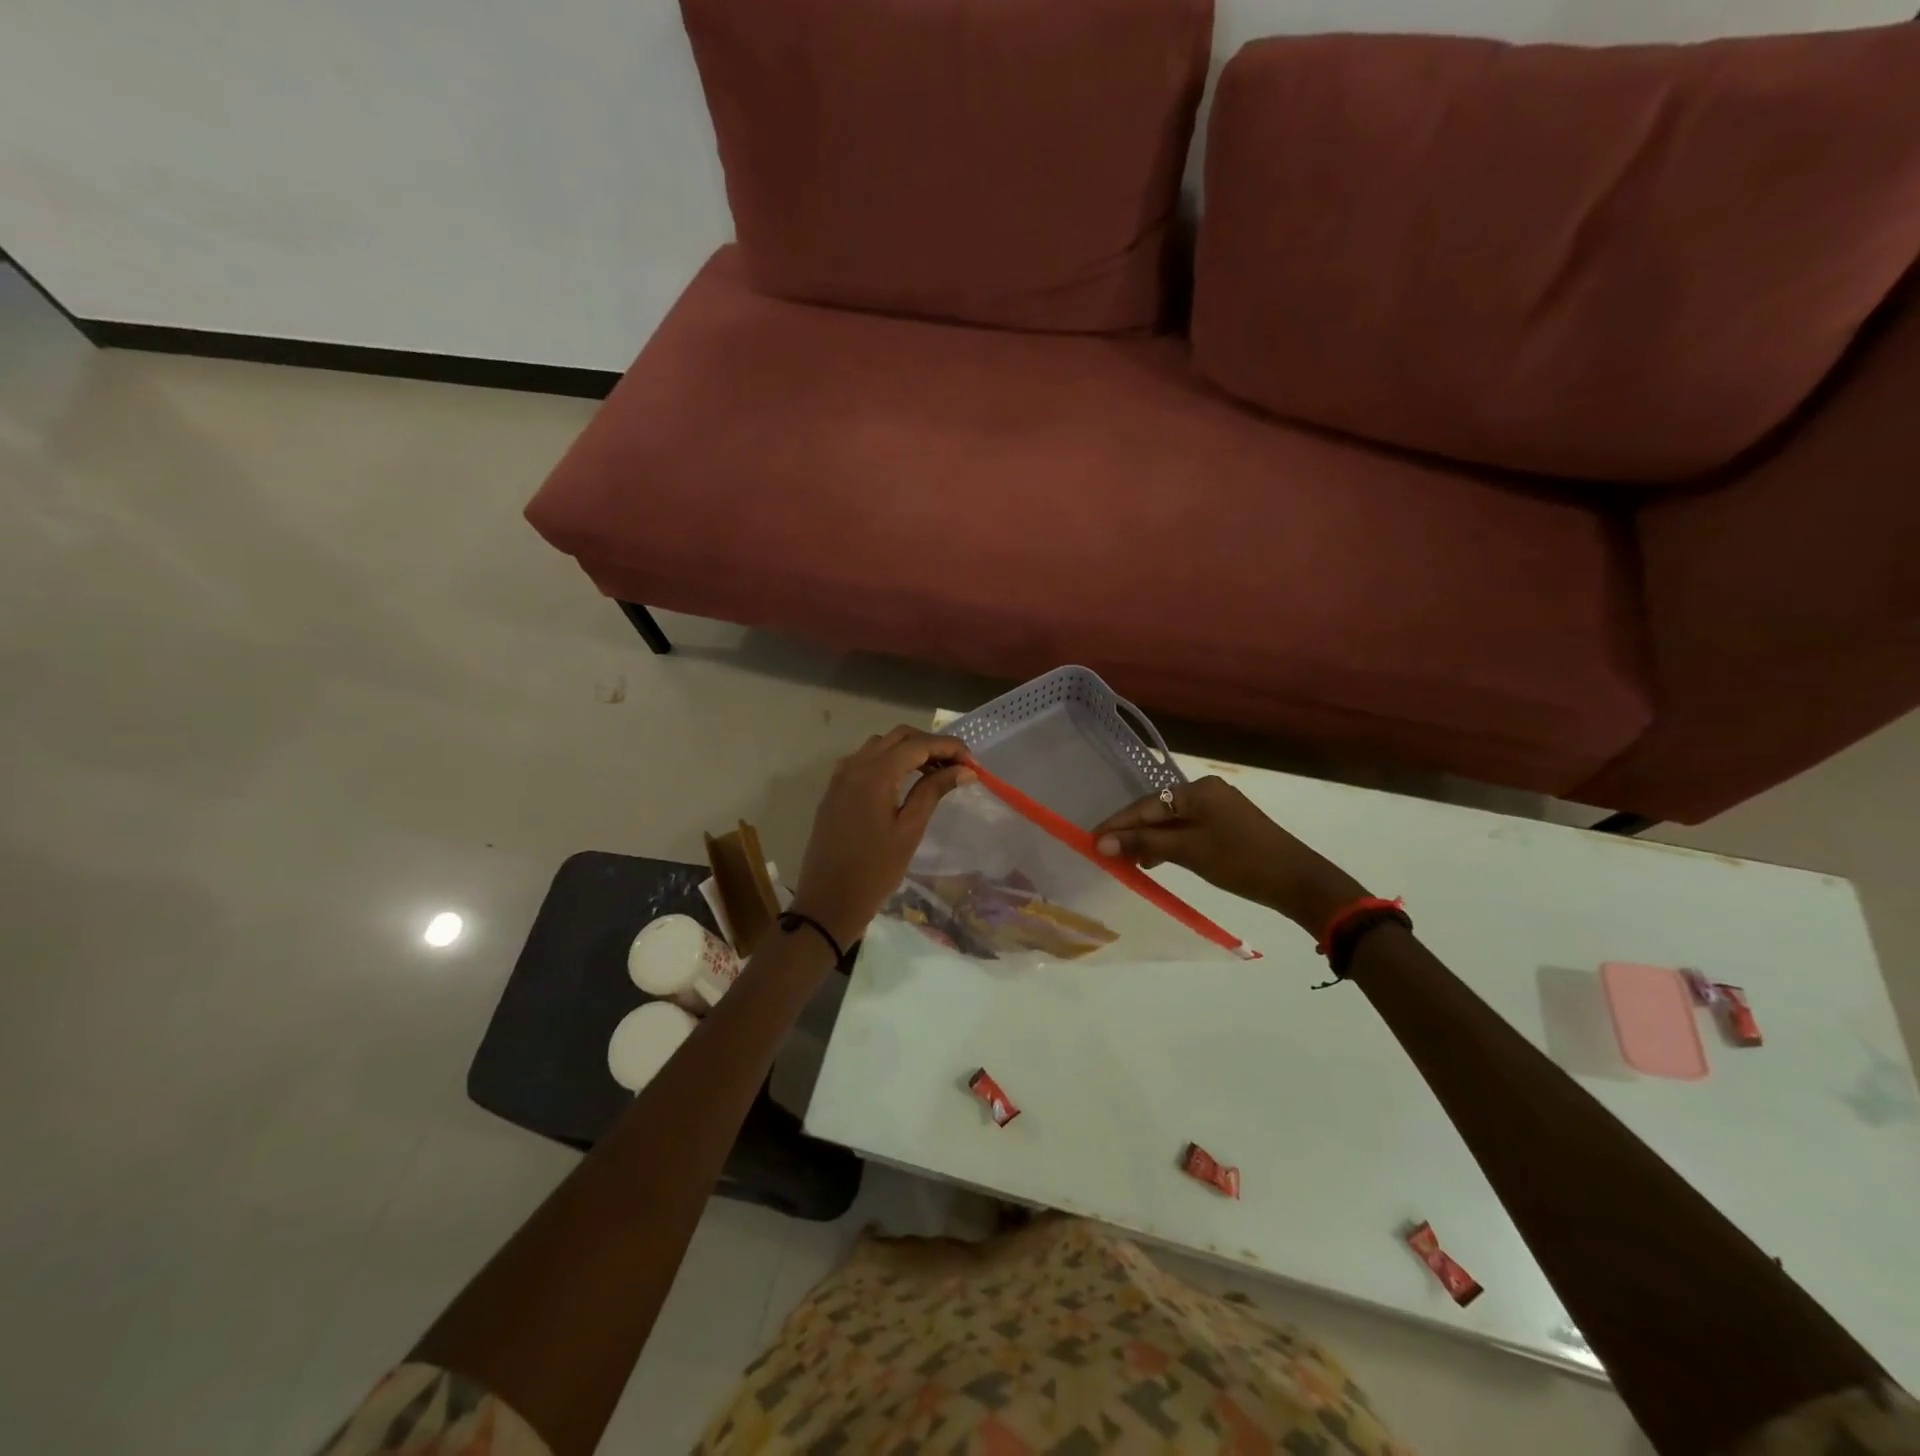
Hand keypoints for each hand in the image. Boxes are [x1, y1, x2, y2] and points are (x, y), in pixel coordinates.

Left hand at [788, 726, 974, 948]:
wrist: (828, 901)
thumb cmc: (874, 870)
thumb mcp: (910, 830)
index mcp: (874, 774)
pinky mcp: (835, 790)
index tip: (973, 764)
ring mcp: (841, 776)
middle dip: (931, 745)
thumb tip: (964, 770)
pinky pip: (864, 760)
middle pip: (899, 736)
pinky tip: (904, 783)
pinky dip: (889, 761)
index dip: (949, 748)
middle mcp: (855, 765)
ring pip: (881, 745)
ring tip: (934, 775)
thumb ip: (934, 791)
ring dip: (910, 751)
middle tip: (957, 768)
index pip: (919, 744)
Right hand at [1092, 775, 1367, 934]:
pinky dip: (1169, 843)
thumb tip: (1102, 842)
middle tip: (1105, 852)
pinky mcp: (1227, 825)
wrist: (1298, 881)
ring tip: (1127, 860)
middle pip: (1157, 810)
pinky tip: (1156, 859)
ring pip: (1171, 821)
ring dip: (1148, 839)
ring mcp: (1218, 808)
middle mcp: (1206, 791)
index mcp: (1197, 790)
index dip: (1117, 824)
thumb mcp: (1188, 852)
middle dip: (1131, 831)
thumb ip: (1144, 844)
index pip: (1145, 805)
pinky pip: (1187, 829)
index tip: (1091, 840)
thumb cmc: (1240, 862)